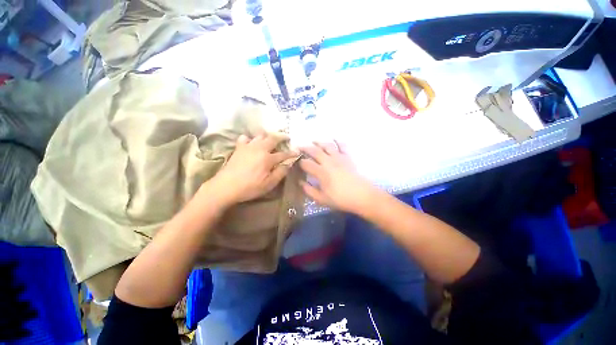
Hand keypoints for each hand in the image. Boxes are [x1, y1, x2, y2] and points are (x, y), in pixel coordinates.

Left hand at [203, 134, 298, 206]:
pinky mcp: (239, 148)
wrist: (226, 187)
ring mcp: (248, 147)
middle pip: (272, 138)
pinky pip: (245, 138)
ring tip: (272, 138)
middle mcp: (259, 148)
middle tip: (287, 137)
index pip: (283, 154)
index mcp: (268, 158)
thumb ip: (280, 172)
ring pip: (260, 135)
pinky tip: (252, 143)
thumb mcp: (269, 184)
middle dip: (281, 137)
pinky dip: (250, 138)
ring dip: (268, 135)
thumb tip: (288, 164)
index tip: (298, 152)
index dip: (292, 153)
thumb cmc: (250, 187)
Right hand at [299, 142, 378, 213]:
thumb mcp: (322, 199)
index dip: (299, 162)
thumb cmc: (341, 199)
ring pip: (327, 145)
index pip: (306, 163)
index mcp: (321, 172)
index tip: (296, 162)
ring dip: (319, 142)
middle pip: (314, 151)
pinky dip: (338, 141)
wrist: (362, 196)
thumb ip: (309, 191)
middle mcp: (328, 162)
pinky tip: (334, 138)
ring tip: (313, 141)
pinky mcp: (348, 157)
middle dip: (305, 148)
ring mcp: (339, 158)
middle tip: (299, 147)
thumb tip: (300, 182)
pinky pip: (342, 146)